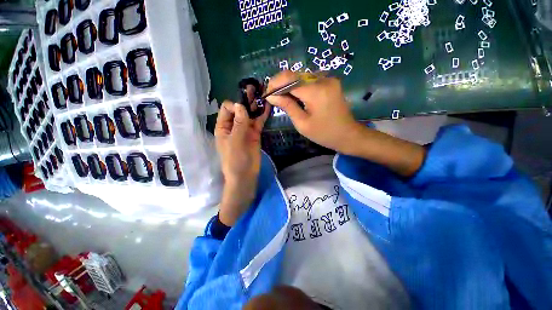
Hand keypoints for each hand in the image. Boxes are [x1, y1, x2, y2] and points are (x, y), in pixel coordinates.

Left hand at [215, 100, 269, 225]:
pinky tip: (268, 106)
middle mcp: (234, 125)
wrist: (245, 175)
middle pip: (240, 109)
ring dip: (255, 104)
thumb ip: (239, 123)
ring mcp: (245, 129)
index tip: (244, 108)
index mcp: (223, 126)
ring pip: (250, 114)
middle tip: (254, 87)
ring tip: (262, 92)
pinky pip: (258, 121)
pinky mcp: (255, 133)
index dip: (236, 105)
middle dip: (246, 99)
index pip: (228, 108)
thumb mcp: (235, 141)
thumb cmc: (235, 160)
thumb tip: (241, 105)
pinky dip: (262, 114)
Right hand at [266, 71, 425, 176]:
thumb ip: (287, 106)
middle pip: (294, 75)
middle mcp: (323, 79)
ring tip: (283, 99)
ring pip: (301, 77)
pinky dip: (299, 87)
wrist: (348, 135)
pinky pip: (309, 80)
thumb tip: (271, 96)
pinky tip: (296, 97)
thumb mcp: (302, 123)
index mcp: (316, 91)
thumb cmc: (324, 133)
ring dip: (289, 86)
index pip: (288, 78)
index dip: (274, 83)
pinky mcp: (330, 82)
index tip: (267, 94)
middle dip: (280, 84)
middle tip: (273, 98)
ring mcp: (328, 79)